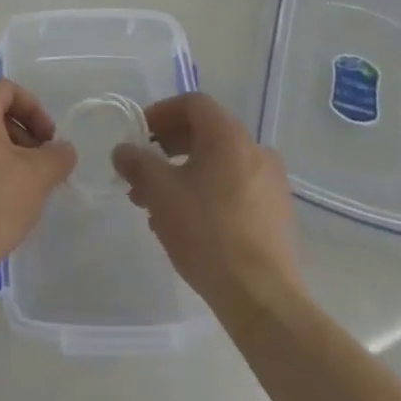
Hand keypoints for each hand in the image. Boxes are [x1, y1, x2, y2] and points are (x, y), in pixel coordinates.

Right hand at [112, 93, 299, 308]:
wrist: (262, 297)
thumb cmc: (207, 232)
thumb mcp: (160, 192)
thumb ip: (137, 164)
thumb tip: (123, 151)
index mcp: (229, 135)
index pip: (192, 103)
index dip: (160, 113)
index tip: (139, 136)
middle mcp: (256, 150)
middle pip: (206, 134)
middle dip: (168, 149)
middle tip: (143, 174)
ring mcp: (272, 184)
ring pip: (219, 165)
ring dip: (185, 174)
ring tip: (159, 206)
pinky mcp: (278, 215)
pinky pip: (236, 189)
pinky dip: (209, 193)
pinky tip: (189, 224)